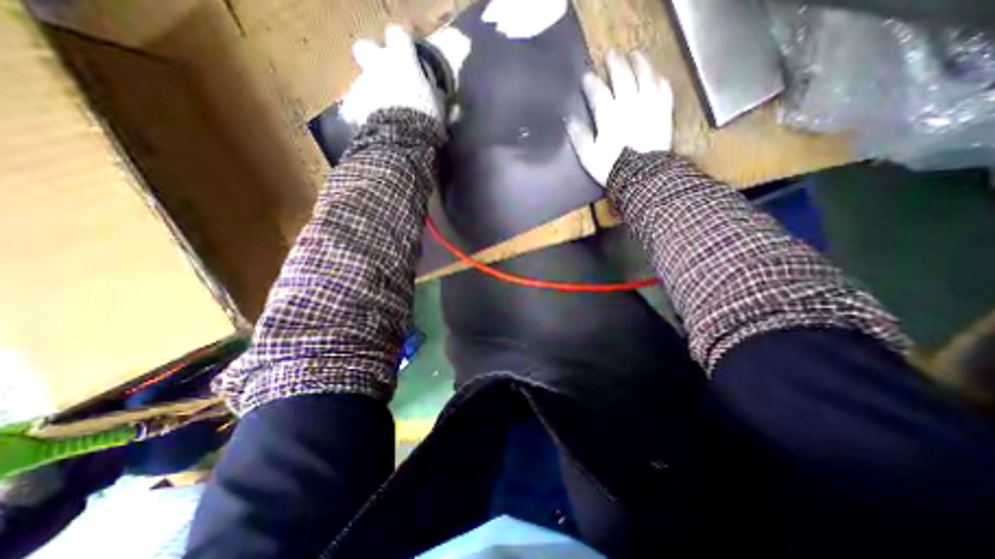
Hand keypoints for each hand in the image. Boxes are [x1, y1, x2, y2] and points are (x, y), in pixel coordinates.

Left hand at [339, 24, 441, 123]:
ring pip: (362, 80)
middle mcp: (379, 65)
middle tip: (385, 76)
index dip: (402, 44)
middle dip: (373, 59)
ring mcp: (364, 84)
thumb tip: (443, 97)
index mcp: (402, 61)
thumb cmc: (424, 118)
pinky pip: (356, 105)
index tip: (409, 55)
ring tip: (382, 110)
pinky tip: (373, 124)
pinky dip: (362, 112)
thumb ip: (438, 99)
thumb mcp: (439, 109)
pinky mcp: (354, 104)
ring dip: (370, 91)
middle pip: (366, 48)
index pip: (398, 36)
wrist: (401, 138)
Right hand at [567, 51, 675, 185]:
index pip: (598, 91)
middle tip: (610, 55)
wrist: (641, 177)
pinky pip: (663, 88)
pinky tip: (655, 76)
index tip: (586, 77)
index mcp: (609, 115)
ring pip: (645, 75)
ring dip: (639, 62)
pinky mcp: (663, 112)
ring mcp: (649, 105)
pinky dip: (658, 79)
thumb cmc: (611, 167)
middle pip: (622, 75)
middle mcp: (629, 103)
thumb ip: (579, 136)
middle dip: (615, 63)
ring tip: (635, 55)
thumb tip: (570, 120)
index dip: (591, 82)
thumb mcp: (588, 156)